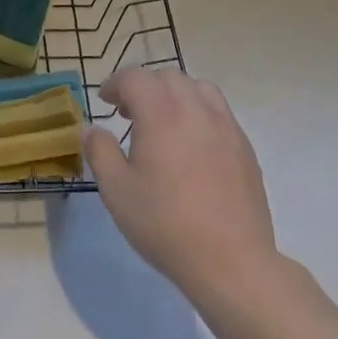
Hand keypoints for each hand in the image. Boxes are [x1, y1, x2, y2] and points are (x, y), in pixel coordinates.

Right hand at [84, 68, 278, 303]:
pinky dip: (199, 113)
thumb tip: (92, 128)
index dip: (115, 83)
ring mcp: (226, 126)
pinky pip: (219, 112)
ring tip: (164, 123)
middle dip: (144, 86)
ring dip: (175, 95)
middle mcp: (195, 109)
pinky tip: (193, 146)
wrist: (231, 261)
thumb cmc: (166, 225)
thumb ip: (100, 152)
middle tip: (129, 114)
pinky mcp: (245, 146)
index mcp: (161, 113)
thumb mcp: (117, 191)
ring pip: (198, 87)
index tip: (105, 101)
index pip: (135, 77)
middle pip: (167, 77)